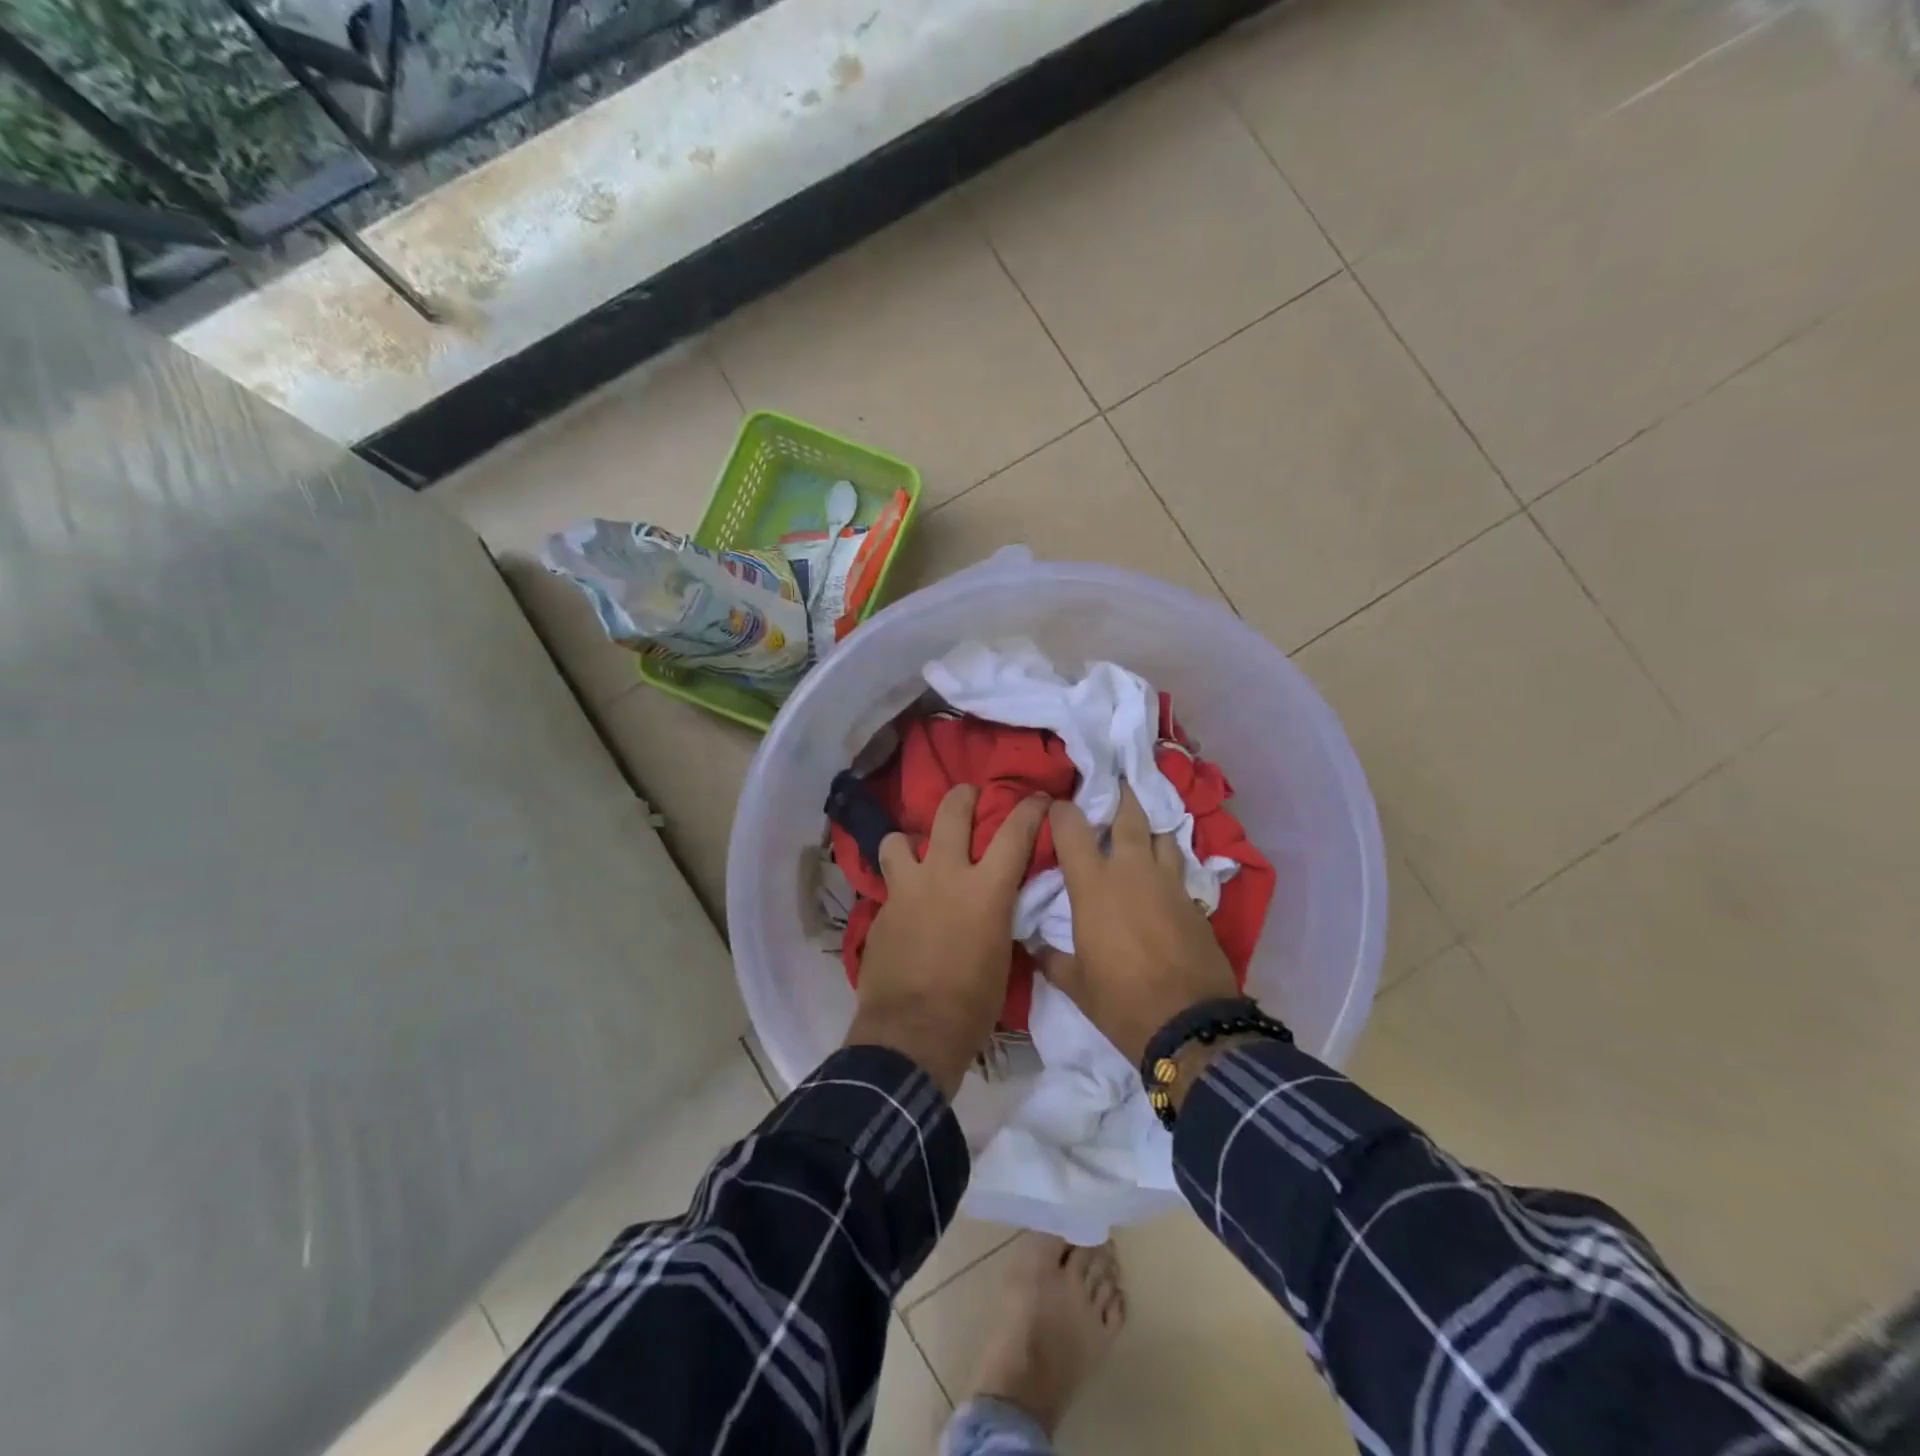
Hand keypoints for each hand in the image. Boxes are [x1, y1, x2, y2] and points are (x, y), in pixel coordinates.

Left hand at [846, 785, 1048, 1097]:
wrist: (913, 1032)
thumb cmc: (972, 1004)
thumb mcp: (1002, 955)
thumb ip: (998, 915)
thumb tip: (995, 902)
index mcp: (986, 889)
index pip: (1014, 832)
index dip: (1029, 808)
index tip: (1037, 798)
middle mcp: (945, 875)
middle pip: (951, 812)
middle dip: (963, 796)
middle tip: (969, 795)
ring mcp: (906, 889)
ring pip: (898, 839)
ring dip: (910, 842)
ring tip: (917, 854)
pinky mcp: (880, 910)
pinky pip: (889, 884)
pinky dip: (900, 887)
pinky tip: (905, 908)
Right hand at [1044, 785, 1238, 1066]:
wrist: (1190, 1023)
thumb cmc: (1121, 1000)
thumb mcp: (1075, 983)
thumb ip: (1050, 957)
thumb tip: (1033, 945)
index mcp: (1094, 884)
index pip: (1072, 827)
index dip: (1061, 810)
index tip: (1055, 806)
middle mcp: (1132, 870)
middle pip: (1129, 815)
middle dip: (1120, 795)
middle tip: (1113, 785)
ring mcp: (1168, 882)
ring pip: (1161, 835)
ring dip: (1149, 827)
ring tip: (1140, 829)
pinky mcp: (1194, 899)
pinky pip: (1179, 865)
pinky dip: (1168, 859)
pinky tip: (1162, 870)